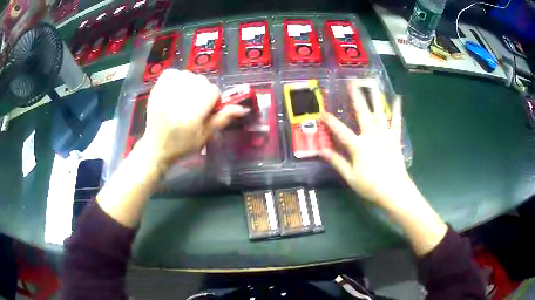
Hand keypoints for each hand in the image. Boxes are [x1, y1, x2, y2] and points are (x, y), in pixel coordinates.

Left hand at [138, 70, 248, 168]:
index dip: (213, 100)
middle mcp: (179, 101)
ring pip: (188, 75)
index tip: (207, 110)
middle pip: (201, 81)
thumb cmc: (183, 144)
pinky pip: (171, 73)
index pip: (212, 91)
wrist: (156, 147)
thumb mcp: (205, 135)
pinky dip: (175, 78)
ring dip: (190, 84)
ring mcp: (165, 94)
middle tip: (195, 105)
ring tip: (184, 98)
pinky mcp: (156, 90)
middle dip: (202, 91)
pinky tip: (175, 89)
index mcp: (193, 114)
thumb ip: (222, 118)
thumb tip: (243, 108)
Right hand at [320, 80, 409, 205]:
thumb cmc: (371, 186)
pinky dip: (397, 110)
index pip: (341, 131)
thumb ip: (337, 162)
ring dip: (375, 97)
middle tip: (352, 82)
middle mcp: (372, 136)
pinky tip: (397, 99)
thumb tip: (321, 151)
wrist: (395, 191)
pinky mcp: (395, 139)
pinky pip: (396, 122)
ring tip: (373, 83)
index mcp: (359, 146)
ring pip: (379, 113)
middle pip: (363, 114)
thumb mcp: (350, 177)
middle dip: (356, 97)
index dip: (330, 122)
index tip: (322, 112)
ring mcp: (385, 136)